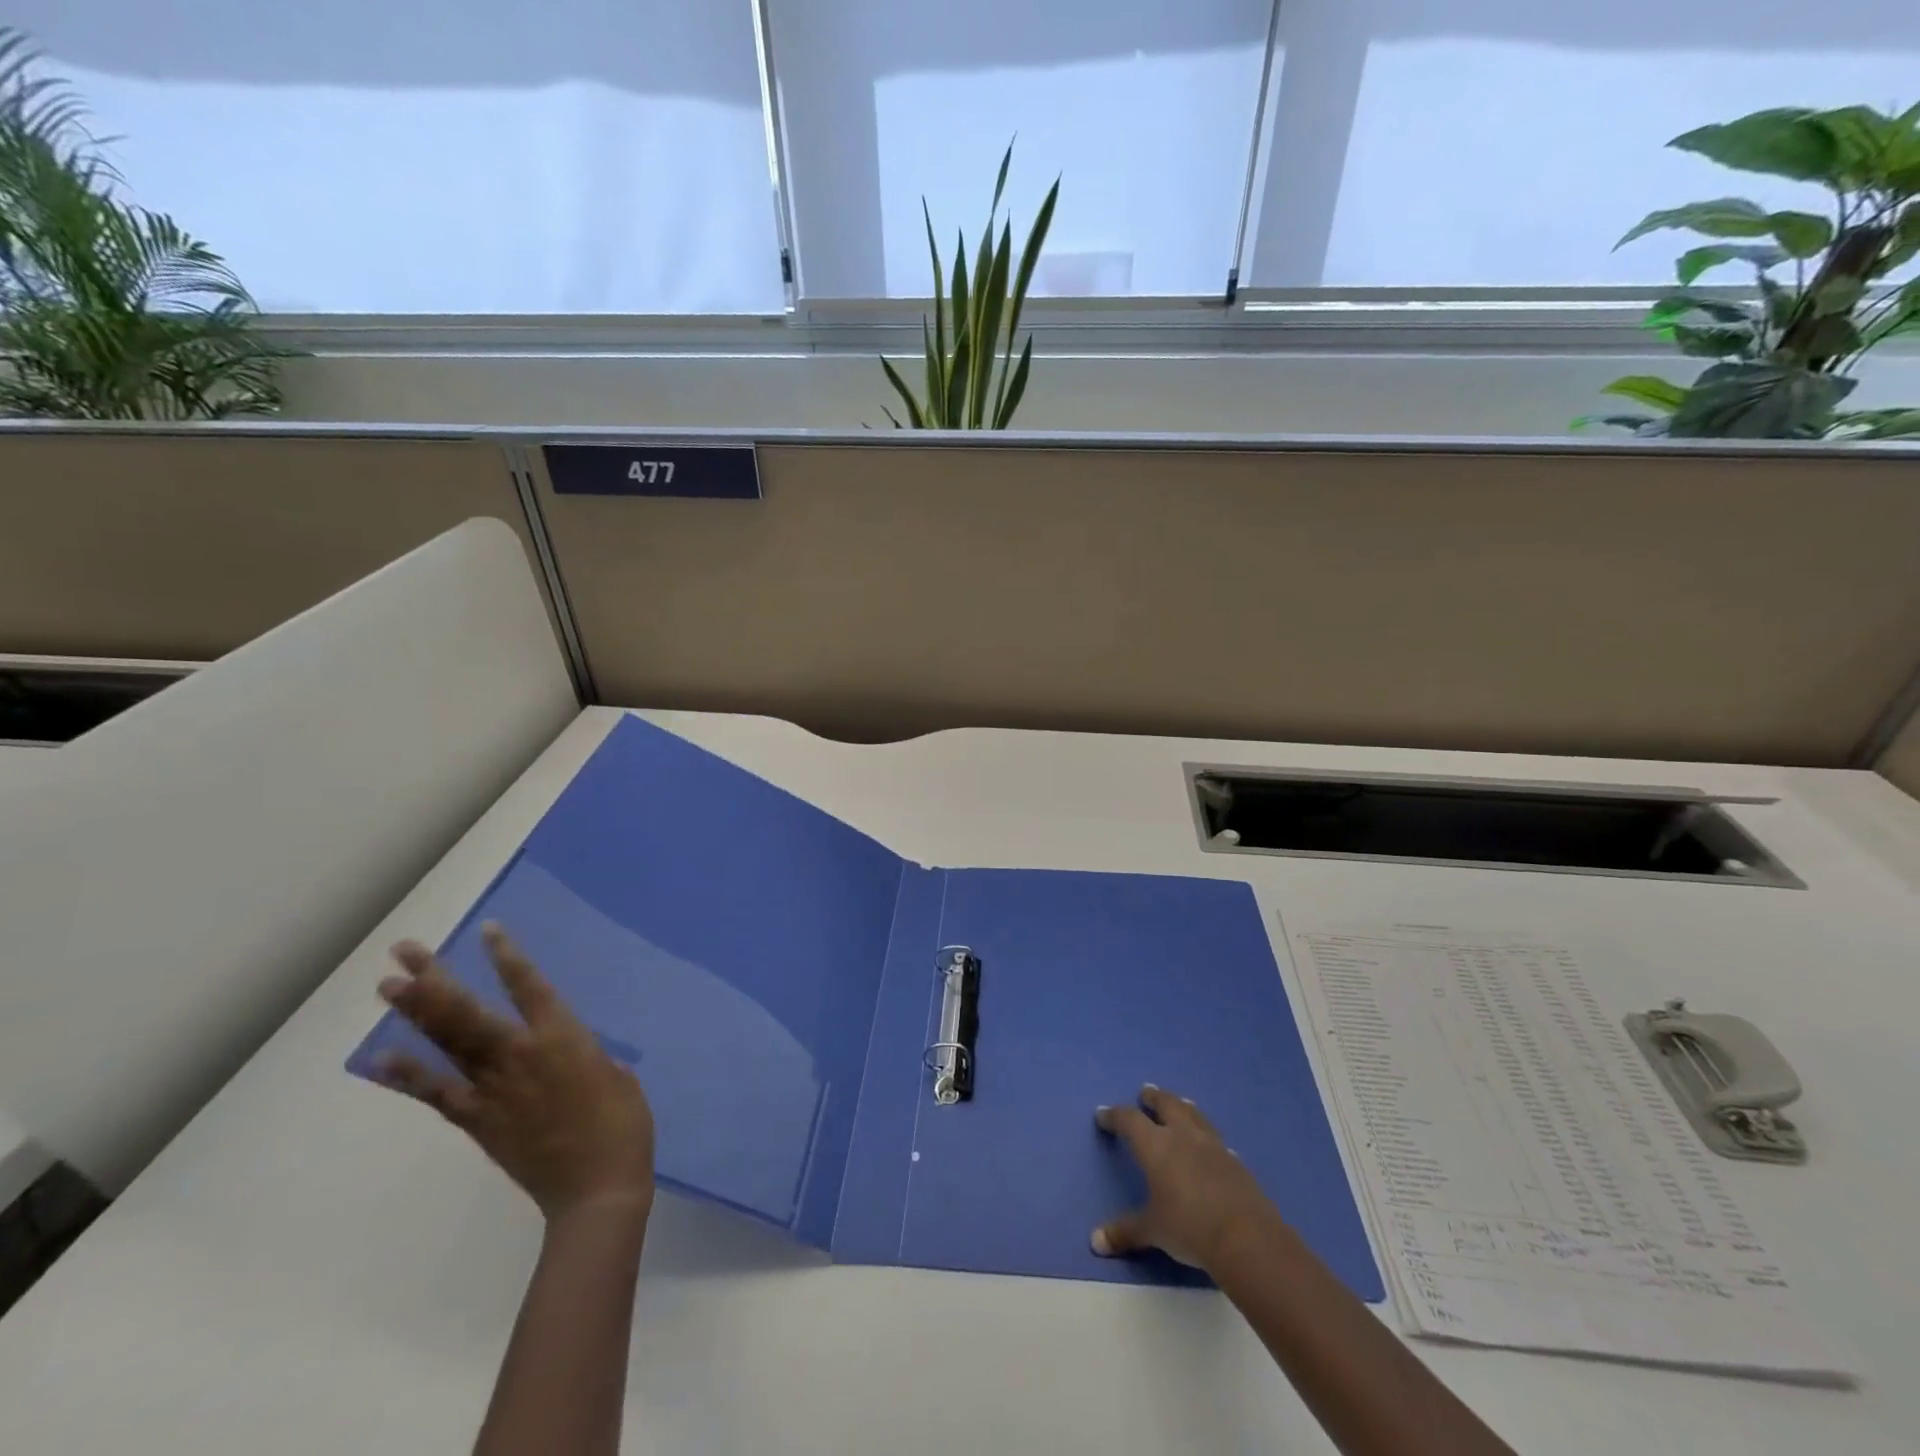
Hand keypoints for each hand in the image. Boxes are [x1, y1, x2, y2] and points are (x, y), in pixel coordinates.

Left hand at [374, 923, 655, 1223]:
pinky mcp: (477, 1121)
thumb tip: (562, 1049)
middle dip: (435, 979)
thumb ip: (582, 1053)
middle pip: (468, 1011)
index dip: (507, 957)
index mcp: (564, 1037)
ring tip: (388, 987)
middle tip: (405, 952)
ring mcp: (494, 1089)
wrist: (597, 1187)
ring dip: (416, 1014)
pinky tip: (381, 1059)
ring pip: (448, 1044)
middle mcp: (521, 1055)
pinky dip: (407, 1077)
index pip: (529, 986)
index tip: (486, 930)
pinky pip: (436, 1094)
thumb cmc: (623, 1123)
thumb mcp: (614, 1073)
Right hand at [1092, 1084, 1280, 1271]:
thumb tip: (1096, 1241)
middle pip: (1167, 1104)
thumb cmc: (1189, 1228)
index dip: (1114, 1115)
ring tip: (1180, 1103)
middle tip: (1146, 1092)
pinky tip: (1210, 1144)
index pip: (1129, 1120)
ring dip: (1183, 1107)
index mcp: (1156, 1146)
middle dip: (1154, 1098)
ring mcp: (1212, 1146)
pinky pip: (1216, 1139)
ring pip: (1194, 1115)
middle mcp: (1183, 1136)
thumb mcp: (1152, 1231)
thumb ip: (1125, 1232)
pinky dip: (1207, 1136)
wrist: (1245, 1238)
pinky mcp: (1235, 1162)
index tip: (1103, 1115)